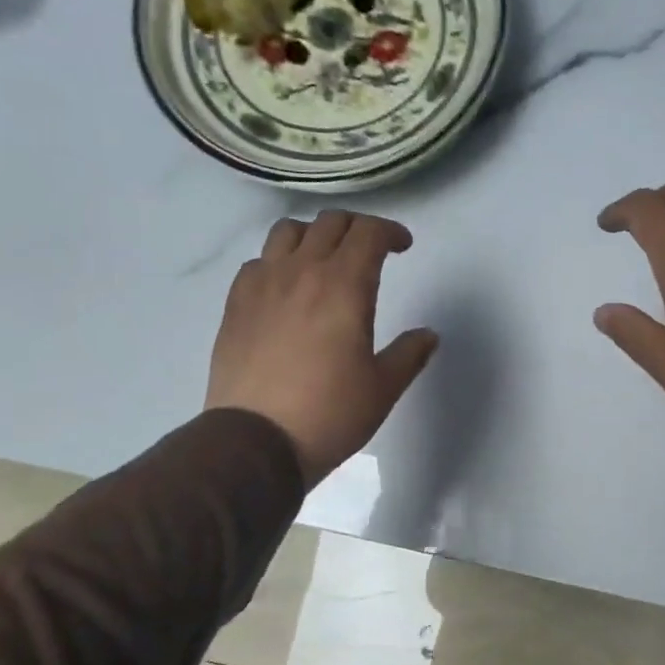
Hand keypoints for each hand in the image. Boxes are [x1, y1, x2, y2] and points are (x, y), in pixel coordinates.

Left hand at [206, 210, 437, 486]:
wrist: (256, 441)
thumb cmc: (330, 414)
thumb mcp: (383, 388)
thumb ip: (410, 354)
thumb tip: (429, 335)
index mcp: (344, 286)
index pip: (368, 233)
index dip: (390, 231)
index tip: (402, 246)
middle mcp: (302, 272)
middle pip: (330, 223)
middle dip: (357, 228)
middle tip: (370, 250)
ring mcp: (262, 285)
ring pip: (287, 231)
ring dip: (314, 235)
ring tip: (324, 259)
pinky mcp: (235, 304)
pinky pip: (258, 262)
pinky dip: (278, 261)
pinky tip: (286, 288)